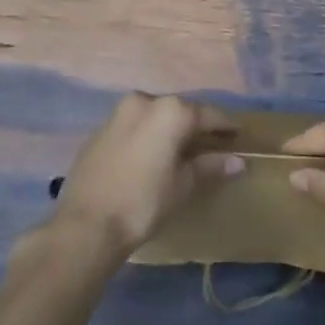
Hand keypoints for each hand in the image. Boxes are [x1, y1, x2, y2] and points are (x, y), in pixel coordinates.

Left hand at [52, 93, 243, 257]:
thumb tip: (237, 161)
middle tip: (213, 142)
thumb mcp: (182, 185)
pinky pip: (134, 125)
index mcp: (170, 110)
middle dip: (196, 125)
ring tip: (183, 148)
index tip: (238, 133)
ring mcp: (119, 112)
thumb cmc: (143, 202)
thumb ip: (209, 166)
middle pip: (179, 110)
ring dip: (170, 128)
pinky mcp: (101, 129)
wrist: (86, 224)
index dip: (225, 125)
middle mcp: (145, 101)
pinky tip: (152, 153)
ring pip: (154, 115)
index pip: (207, 114)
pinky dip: (148, 134)